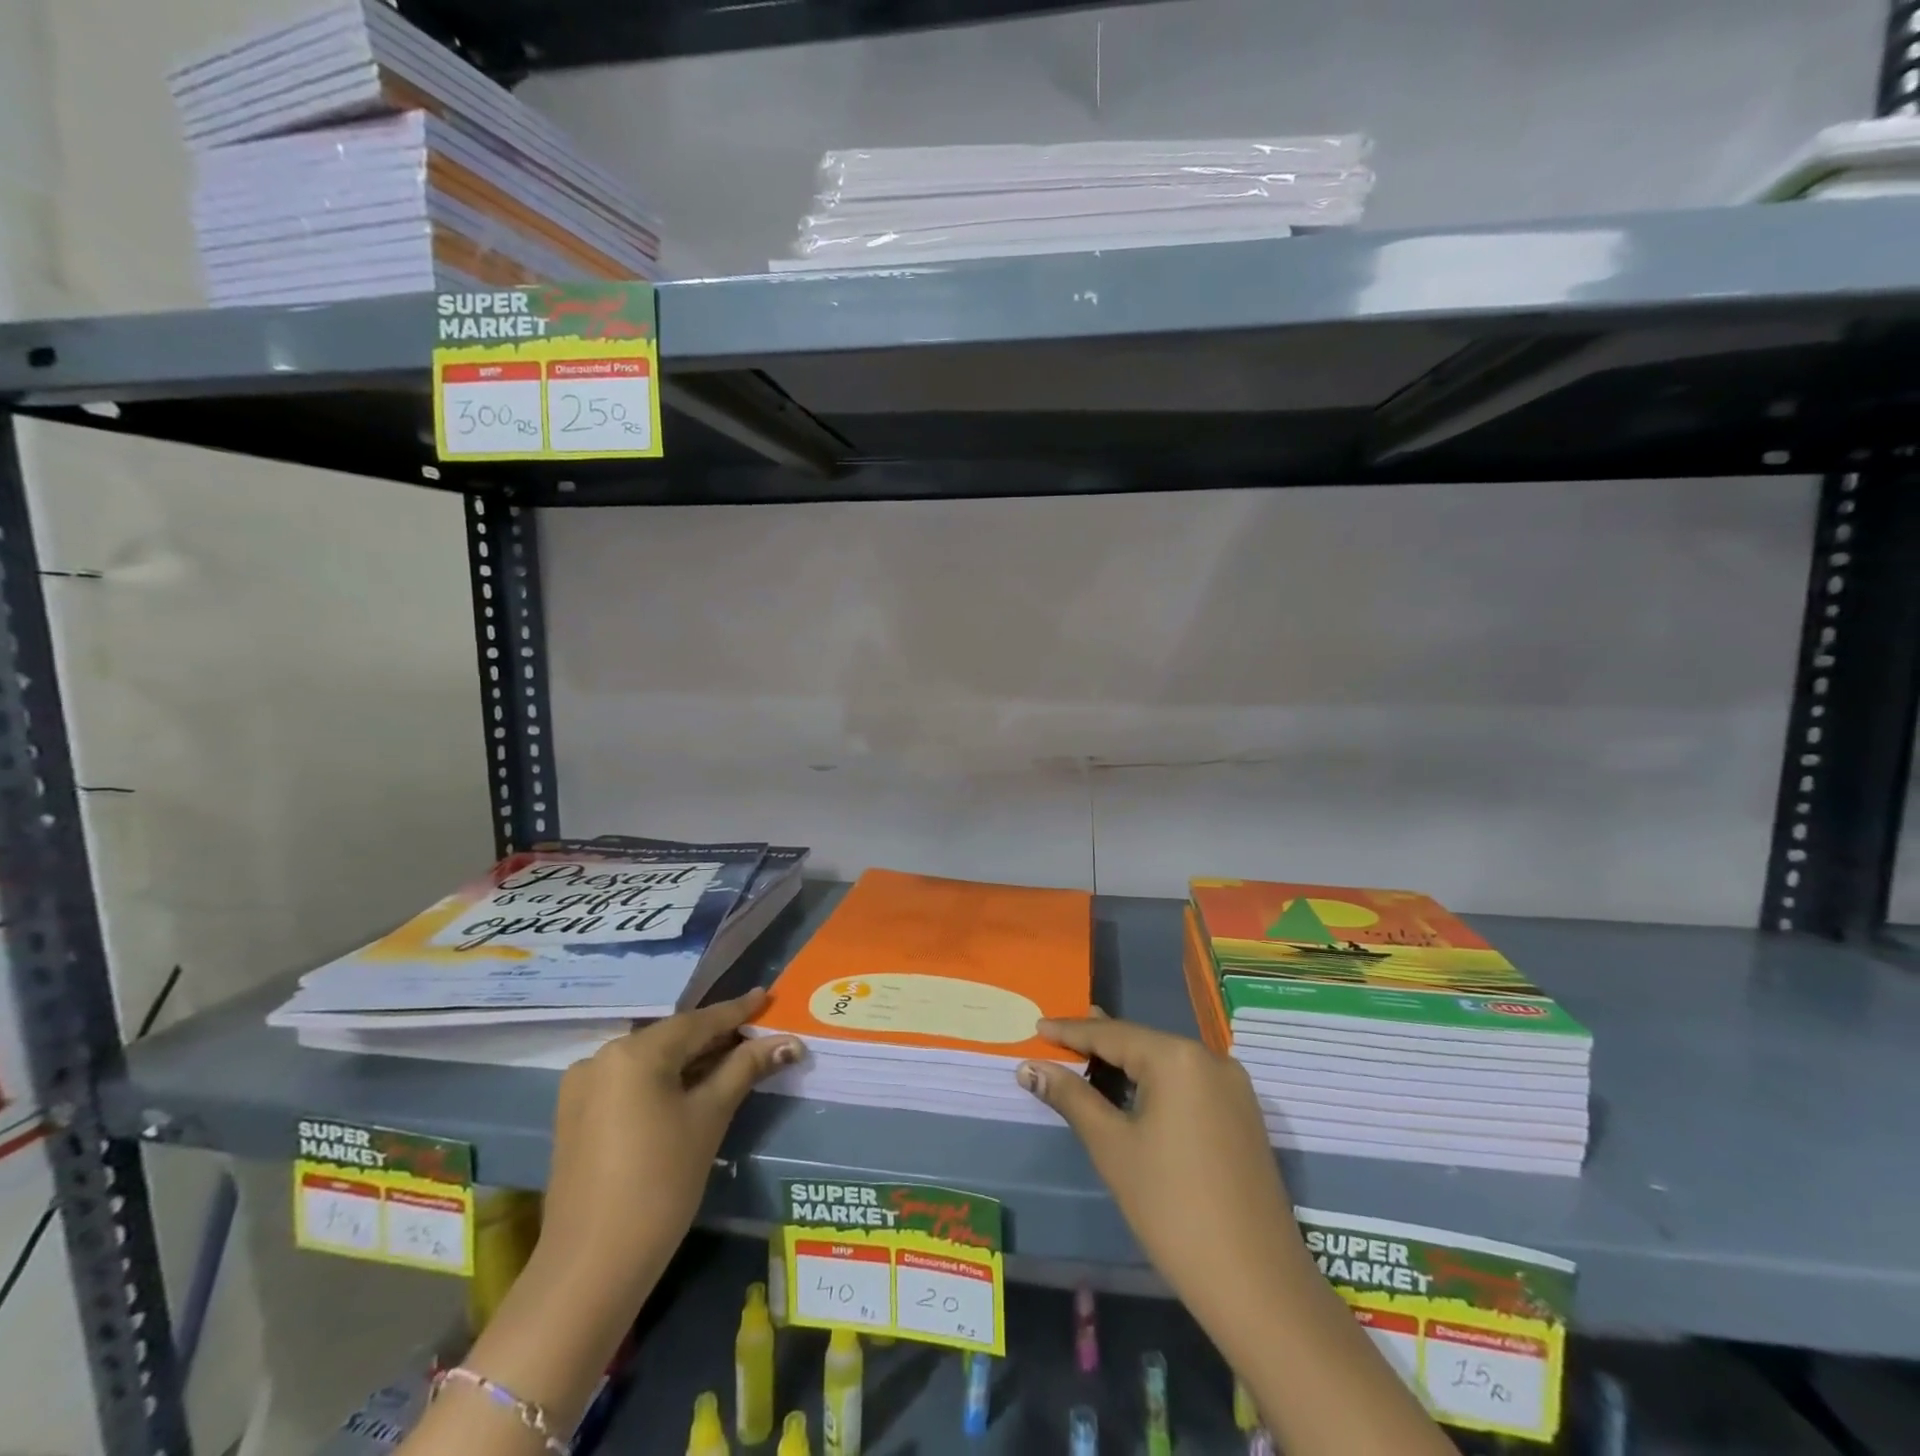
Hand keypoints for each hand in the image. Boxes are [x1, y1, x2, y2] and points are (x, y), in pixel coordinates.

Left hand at [535, 988, 800, 1300]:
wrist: (590, 1270)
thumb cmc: (660, 1184)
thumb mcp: (709, 1118)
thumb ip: (745, 1069)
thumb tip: (788, 1040)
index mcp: (633, 1052)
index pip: (698, 1022)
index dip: (737, 1011)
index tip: (766, 996)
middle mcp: (602, 1058)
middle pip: (672, 1039)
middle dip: (716, 1038)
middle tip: (757, 1032)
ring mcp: (583, 1088)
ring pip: (651, 1061)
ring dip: (691, 1061)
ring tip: (732, 1058)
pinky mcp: (576, 1117)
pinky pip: (631, 1083)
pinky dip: (664, 1081)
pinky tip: (691, 1088)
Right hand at [1016, 1016, 1311, 1342]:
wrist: (1258, 1285)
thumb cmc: (1172, 1209)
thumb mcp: (1112, 1147)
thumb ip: (1071, 1098)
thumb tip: (1030, 1067)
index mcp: (1177, 1057)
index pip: (1111, 1034)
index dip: (1070, 1031)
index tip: (1038, 1025)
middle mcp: (1210, 1059)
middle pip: (1142, 1042)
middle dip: (1099, 1041)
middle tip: (1058, 1034)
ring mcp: (1233, 1087)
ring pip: (1166, 1061)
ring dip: (1127, 1062)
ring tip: (1089, 1055)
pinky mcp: (1243, 1115)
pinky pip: (1188, 1082)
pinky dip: (1155, 1081)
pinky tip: (1134, 1089)